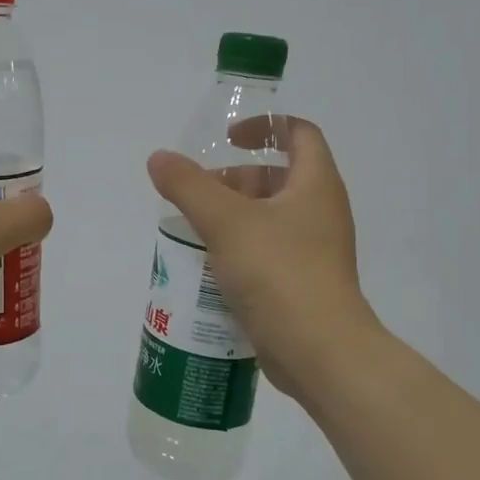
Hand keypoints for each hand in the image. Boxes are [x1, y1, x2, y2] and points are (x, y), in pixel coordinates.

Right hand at [146, 117, 381, 397]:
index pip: (299, 134)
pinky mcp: (301, 283)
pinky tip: (207, 266)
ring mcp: (314, 250)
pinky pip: (266, 252)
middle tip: (195, 193)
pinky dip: (237, 249)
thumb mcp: (226, 222)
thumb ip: (188, 186)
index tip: (227, 139)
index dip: (264, 126)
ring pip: (268, 218)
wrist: (320, 352)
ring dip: (230, 216)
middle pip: (276, 177)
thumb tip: (159, 158)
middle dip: (234, 179)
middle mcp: (320, 212)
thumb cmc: (279, 273)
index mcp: (315, 185)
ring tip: (191, 229)